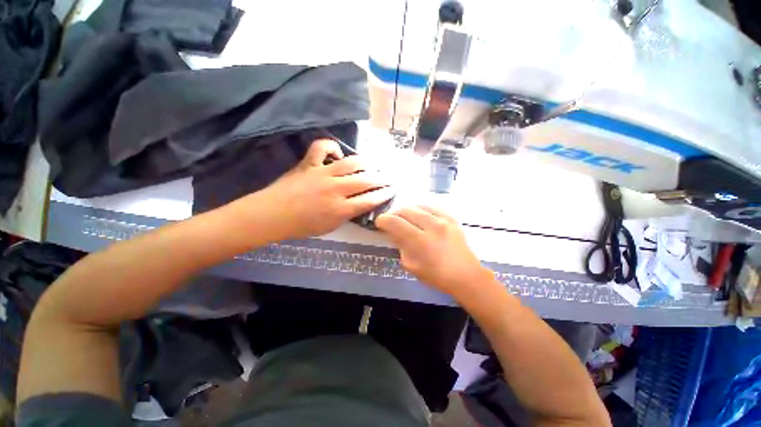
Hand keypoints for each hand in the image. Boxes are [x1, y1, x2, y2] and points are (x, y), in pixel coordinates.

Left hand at [257, 139, 393, 239]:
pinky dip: (331, 146)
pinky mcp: (309, 164)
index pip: (370, 200)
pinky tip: (338, 153)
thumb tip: (359, 203)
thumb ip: (347, 214)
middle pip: (366, 180)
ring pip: (351, 163)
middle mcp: (336, 189)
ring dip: (367, 163)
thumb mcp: (330, 227)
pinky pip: (321, 147)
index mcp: (340, 209)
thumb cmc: (301, 226)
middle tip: (389, 177)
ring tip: (374, 164)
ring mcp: (322, 174)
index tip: (392, 190)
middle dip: (382, 178)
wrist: (272, 215)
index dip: (384, 194)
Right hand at [375, 205, 491, 295]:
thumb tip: (393, 232)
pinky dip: (421, 209)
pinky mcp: (451, 218)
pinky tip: (419, 215)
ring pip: (418, 205)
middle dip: (394, 214)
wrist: (465, 275)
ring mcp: (444, 220)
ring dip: (407, 210)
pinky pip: (431, 206)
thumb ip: (400, 246)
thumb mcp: (411, 265)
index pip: (396, 223)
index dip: (383, 220)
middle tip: (391, 220)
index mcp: (421, 241)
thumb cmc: (436, 276)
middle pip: (406, 210)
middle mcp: (432, 226)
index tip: (379, 222)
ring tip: (404, 217)